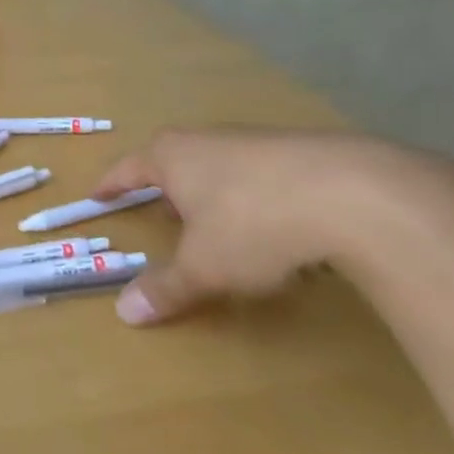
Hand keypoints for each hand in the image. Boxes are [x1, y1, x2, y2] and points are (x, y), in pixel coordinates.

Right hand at [93, 128, 414, 325]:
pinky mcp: (303, 153)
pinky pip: (264, 177)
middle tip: (162, 213)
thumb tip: (124, 313)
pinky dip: (258, 198)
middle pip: (176, 161)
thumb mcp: (204, 266)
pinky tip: (277, 228)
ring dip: (214, 194)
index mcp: (172, 157)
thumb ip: (166, 288)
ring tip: (220, 225)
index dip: (112, 185)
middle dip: (167, 188)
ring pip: (221, 167)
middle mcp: (208, 140)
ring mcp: (257, 142)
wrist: (355, 195)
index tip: (98, 195)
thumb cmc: (253, 224)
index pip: (128, 168)